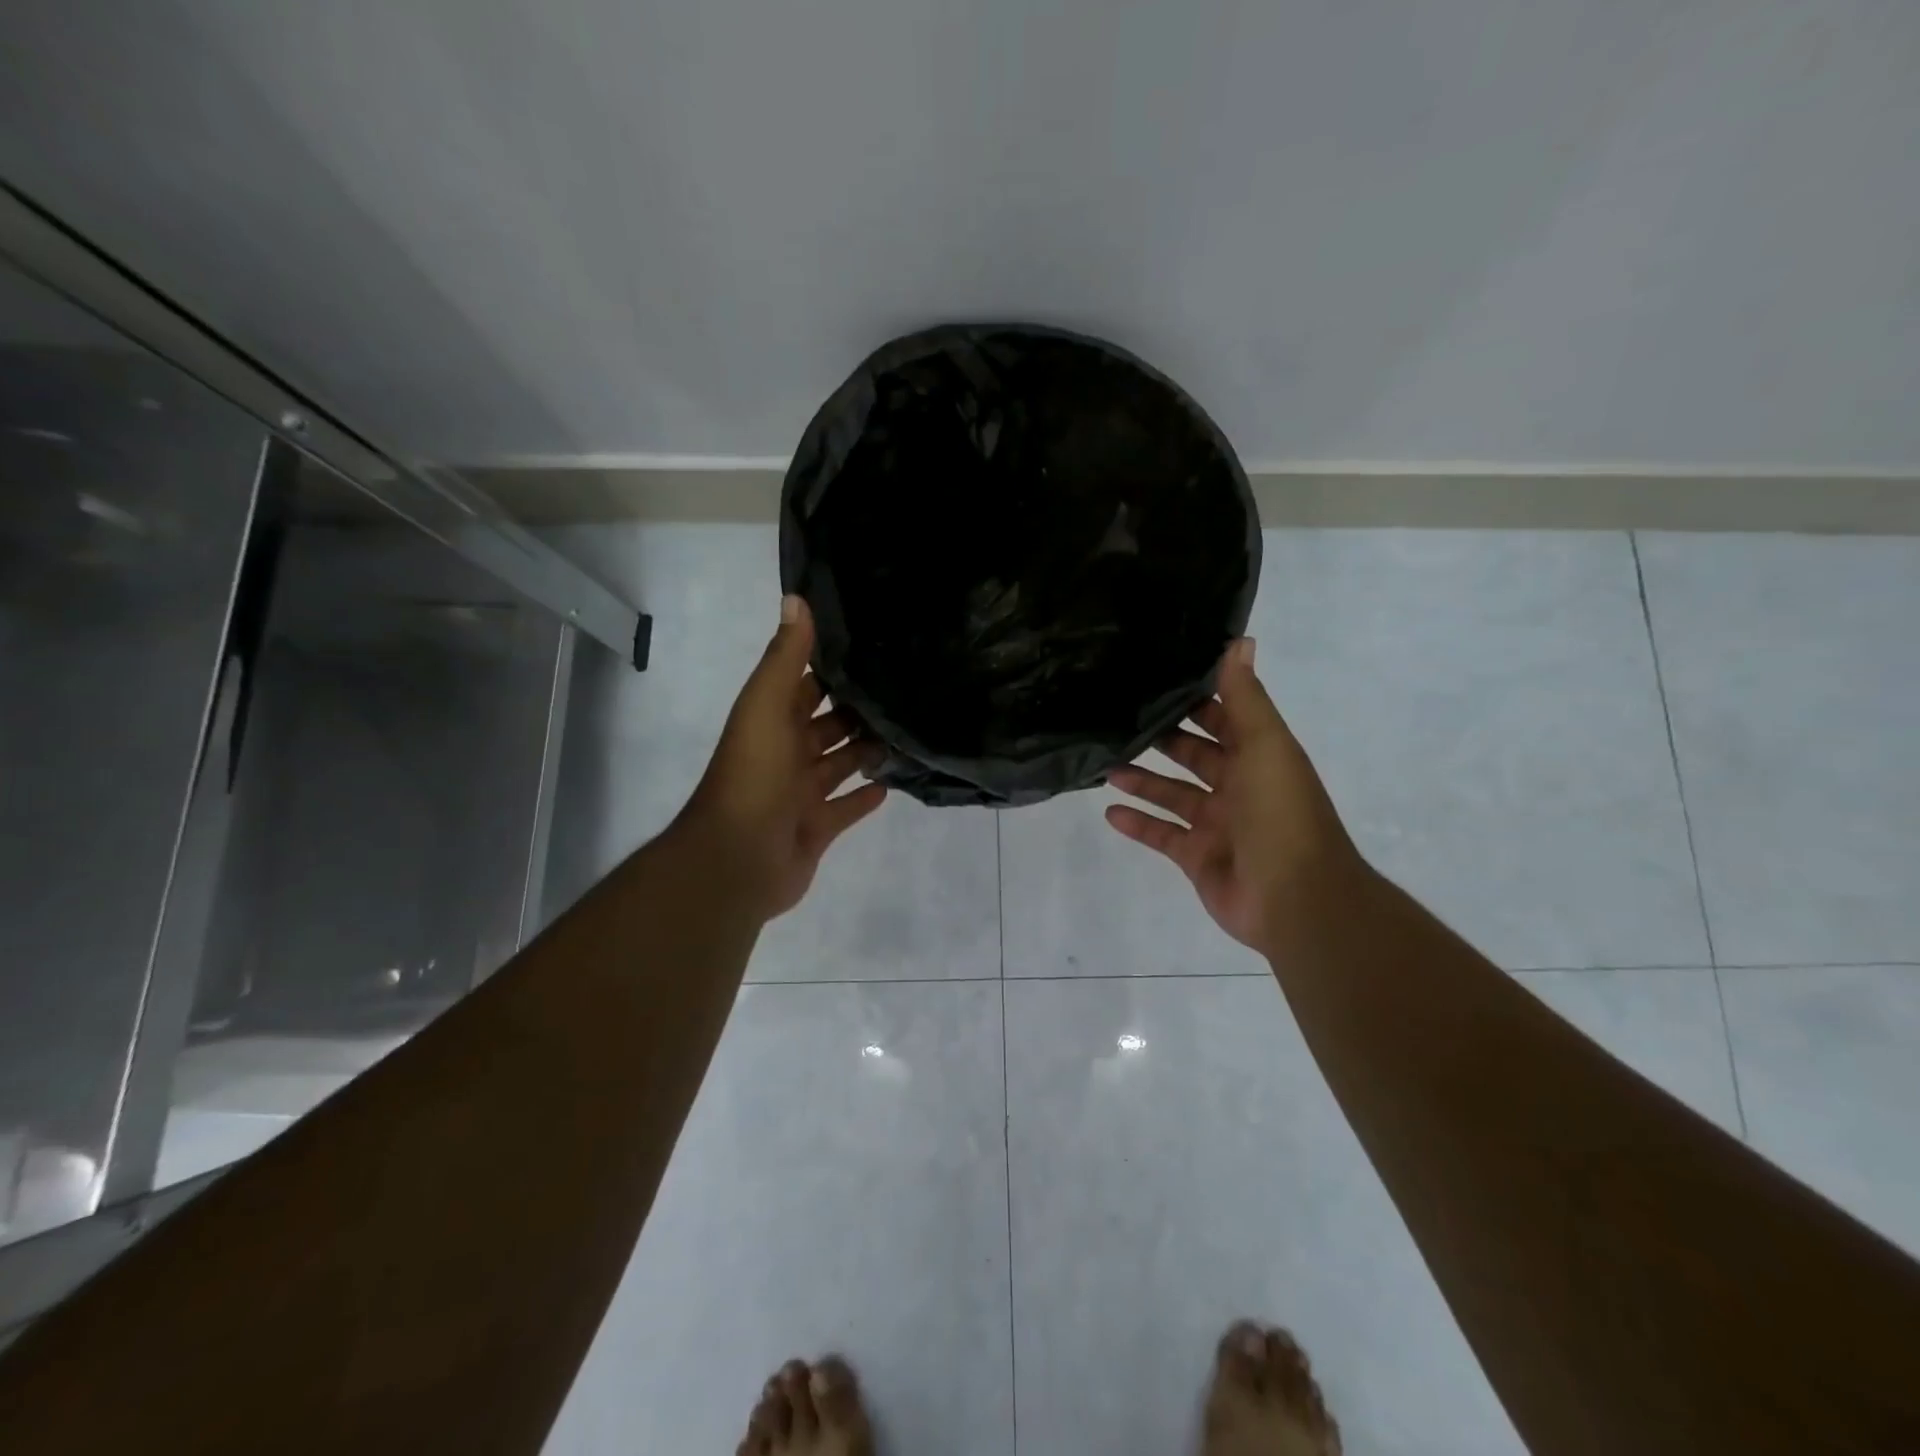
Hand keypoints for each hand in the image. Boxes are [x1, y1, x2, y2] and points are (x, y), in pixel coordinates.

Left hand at [676, 595, 887, 919]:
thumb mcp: (766, 707)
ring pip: (838, 765)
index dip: (830, 667)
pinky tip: (892, 784)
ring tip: (904, 732)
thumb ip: (785, 658)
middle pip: (825, 725)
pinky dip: (863, 798)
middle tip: (901, 691)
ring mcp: (800, 794)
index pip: (803, 686)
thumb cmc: (754, 776)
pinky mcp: (817, 829)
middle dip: (855, 710)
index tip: (870, 647)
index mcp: (771, 722)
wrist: (738, 859)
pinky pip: (845, 809)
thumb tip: (796, 597)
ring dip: (865, 751)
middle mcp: (785, 754)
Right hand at [1106, 638, 1366, 952]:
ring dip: (1142, 780)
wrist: (1295, 899)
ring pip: (1172, 794)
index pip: (1225, 719)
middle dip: (1162, 738)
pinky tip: (1108, 811)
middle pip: (1194, 756)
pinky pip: (1162, 835)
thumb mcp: (1265, 745)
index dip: (1197, 700)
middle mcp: (1239, 787)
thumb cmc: (1280, 814)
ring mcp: (1217, 825)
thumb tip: (1239, 640)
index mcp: (1260, 757)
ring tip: (1104, 764)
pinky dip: (1138, 824)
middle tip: (1117, 719)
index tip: (1157, 679)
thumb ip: (1245, 698)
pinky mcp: (1197, 857)